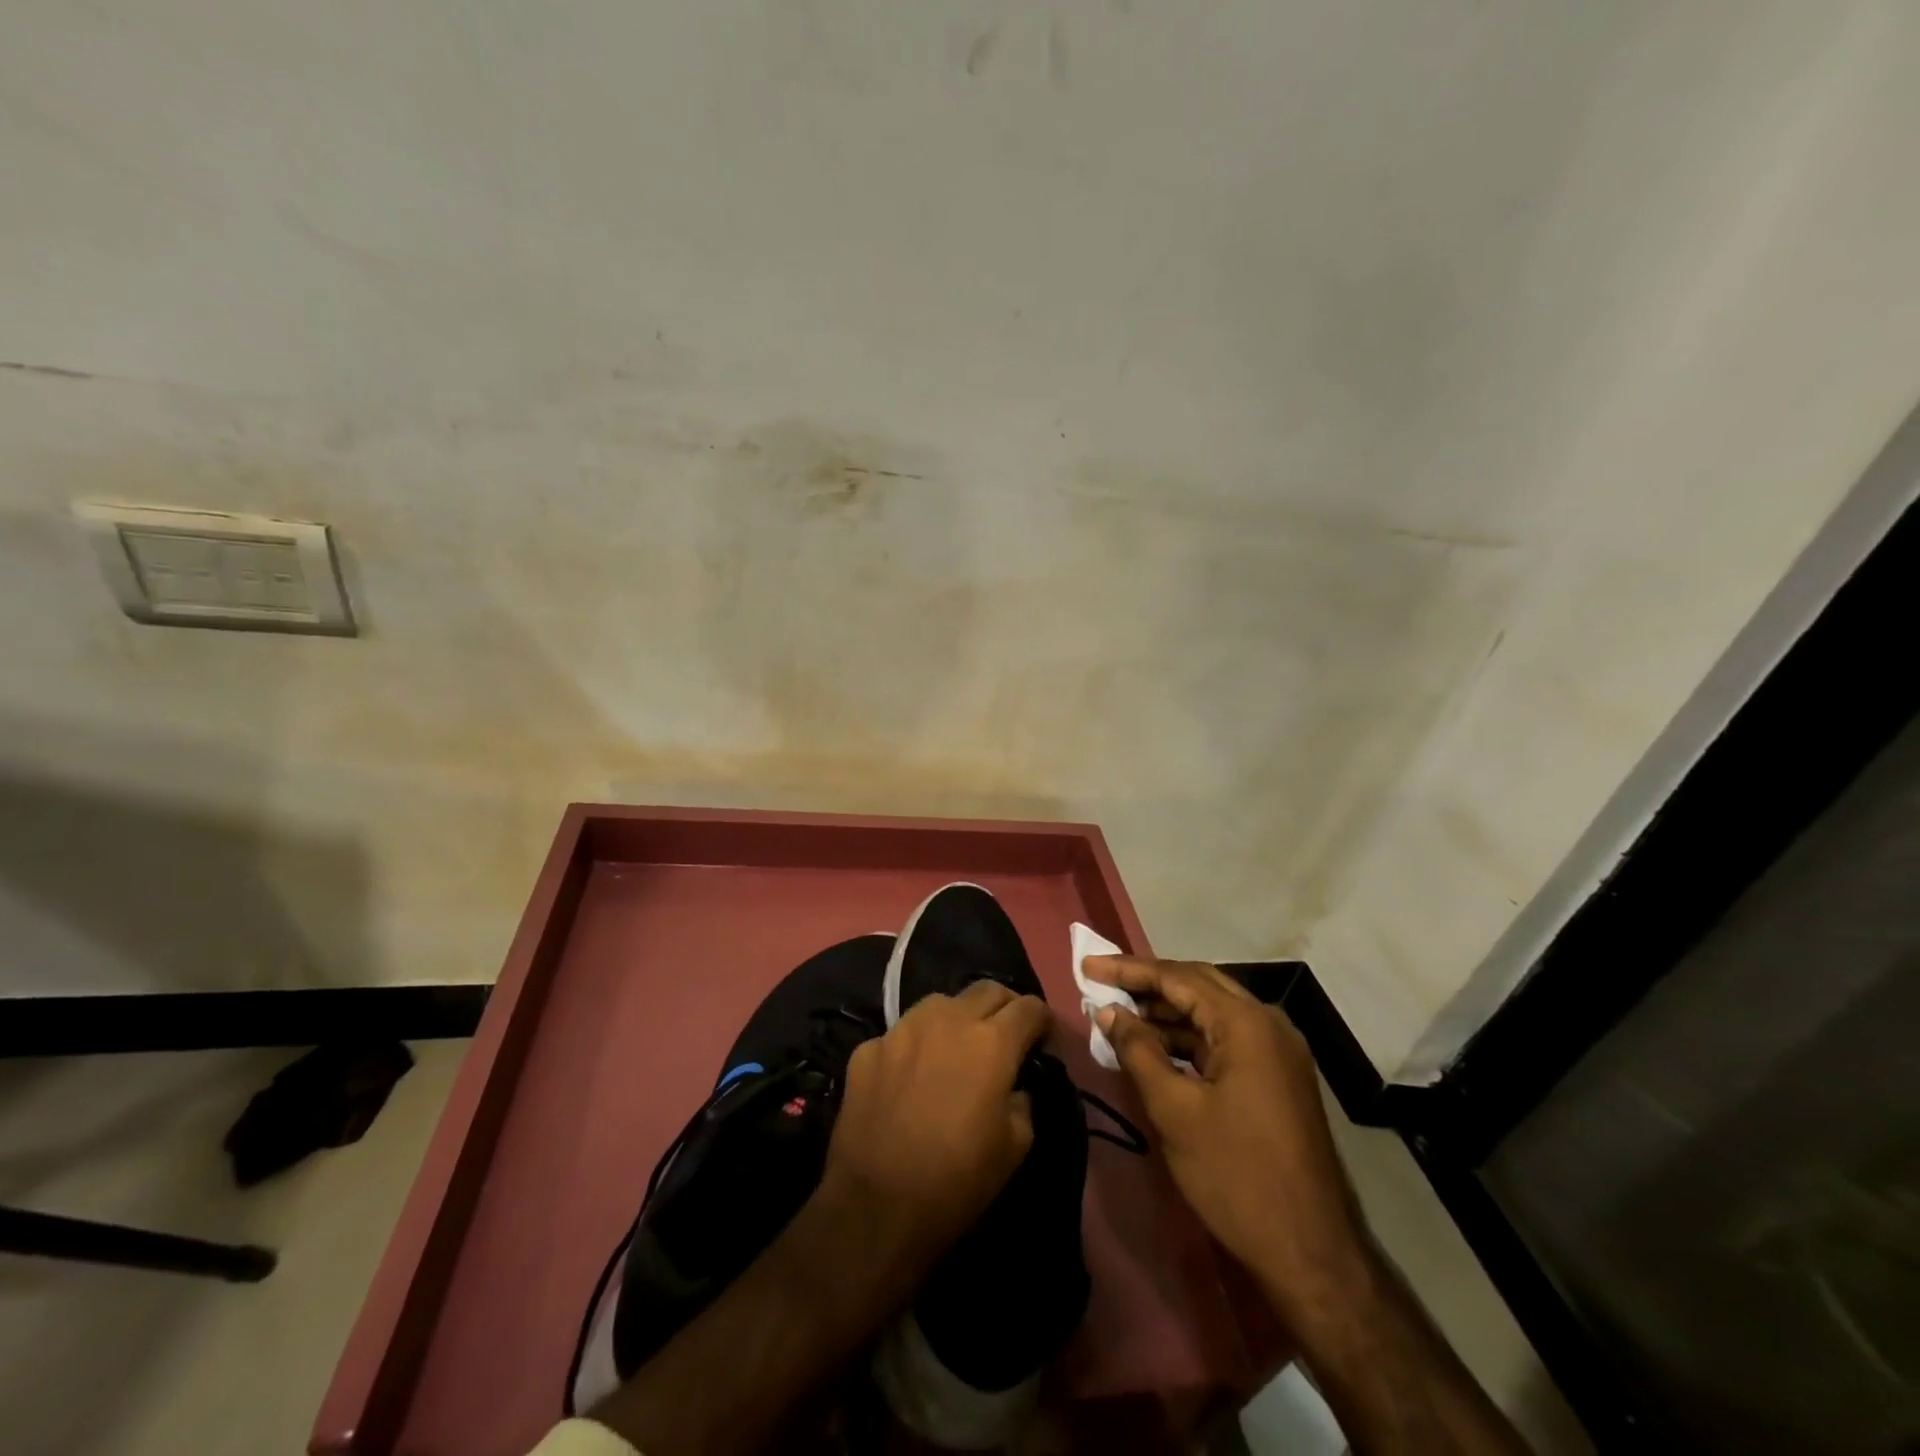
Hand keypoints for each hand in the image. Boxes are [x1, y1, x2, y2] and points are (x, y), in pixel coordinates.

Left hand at [823, 980, 1051, 1269]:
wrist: (875, 1206)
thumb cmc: (957, 1181)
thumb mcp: (1016, 1146)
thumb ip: (1022, 1099)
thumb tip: (1014, 1084)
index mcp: (991, 1041)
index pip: (1029, 1007)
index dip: (1042, 1021)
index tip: (1042, 1041)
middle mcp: (947, 1019)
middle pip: (987, 990)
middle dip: (1004, 1007)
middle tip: (1005, 1036)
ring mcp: (902, 1028)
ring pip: (940, 1003)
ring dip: (957, 1018)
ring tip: (956, 1049)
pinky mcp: (869, 1047)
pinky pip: (901, 1034)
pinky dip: (915, 1048)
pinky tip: (911, 1077)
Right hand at [1087, 956, 1365, 1313]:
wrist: (1313, 1255)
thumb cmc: (1237, 1176)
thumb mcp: (1175, 1111)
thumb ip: (1138, 1051)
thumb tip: (1109, 1012)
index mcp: (1246, 1023)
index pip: (1177, 977)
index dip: (1128, 969)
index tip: (1088, 965)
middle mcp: (1267, 1023)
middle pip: (1198, 984)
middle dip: (1148, 982)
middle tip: (1102, 982)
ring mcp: (1277, 1051)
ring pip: (1212, 1012)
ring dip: (1167, 1012)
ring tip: (1120, 1016)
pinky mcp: (1278, 1077)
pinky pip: (1225, 1039)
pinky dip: (1188, 1038)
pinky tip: (1156, 1049)